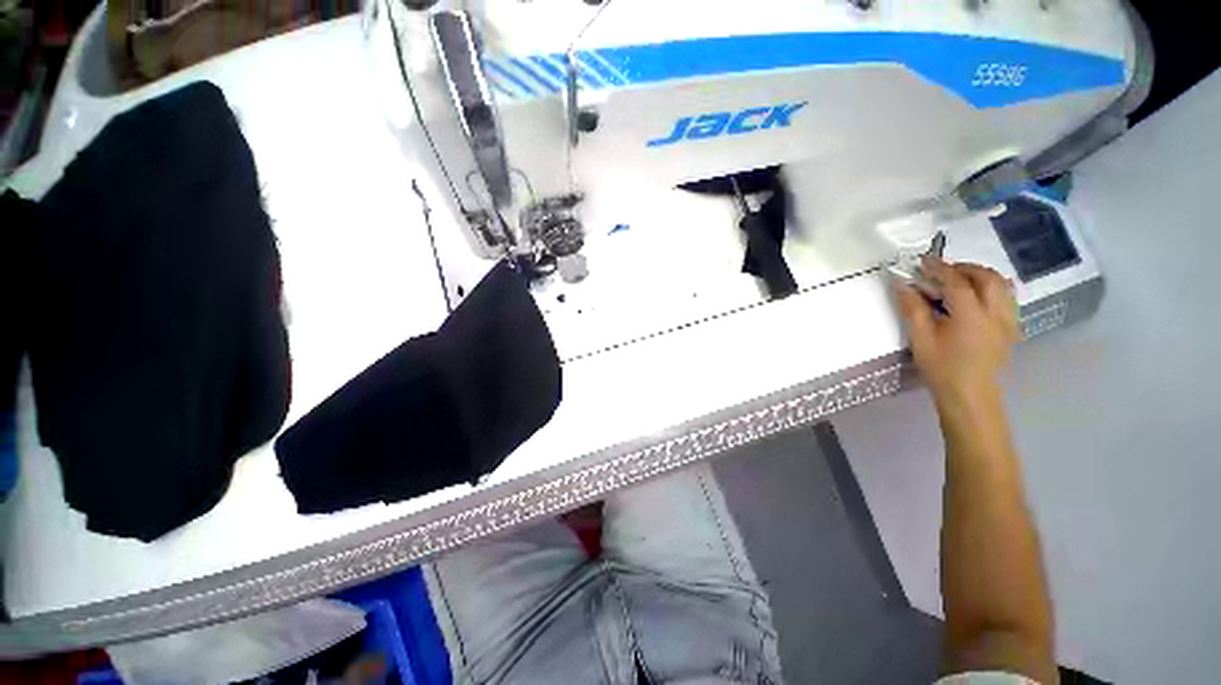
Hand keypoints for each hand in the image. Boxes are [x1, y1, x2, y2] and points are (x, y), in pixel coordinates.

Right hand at [893, 258, 1020, 408]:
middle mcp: (996, 313)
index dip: (939, 268)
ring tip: (959, 279)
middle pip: (986, 277)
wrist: (969, 395)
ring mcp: (1008, 320)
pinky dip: (990, 289)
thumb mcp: (921, 337)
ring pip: (1001, 286)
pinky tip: (975, 297)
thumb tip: (901, 284)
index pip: (957, 281)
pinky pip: (1005, 298)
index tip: (923, 261)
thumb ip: (913, 308)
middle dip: (964, 267)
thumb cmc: (941, 367)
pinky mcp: (1010, 328)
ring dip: (980, 276)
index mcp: (971, 315)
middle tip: (942, 269)